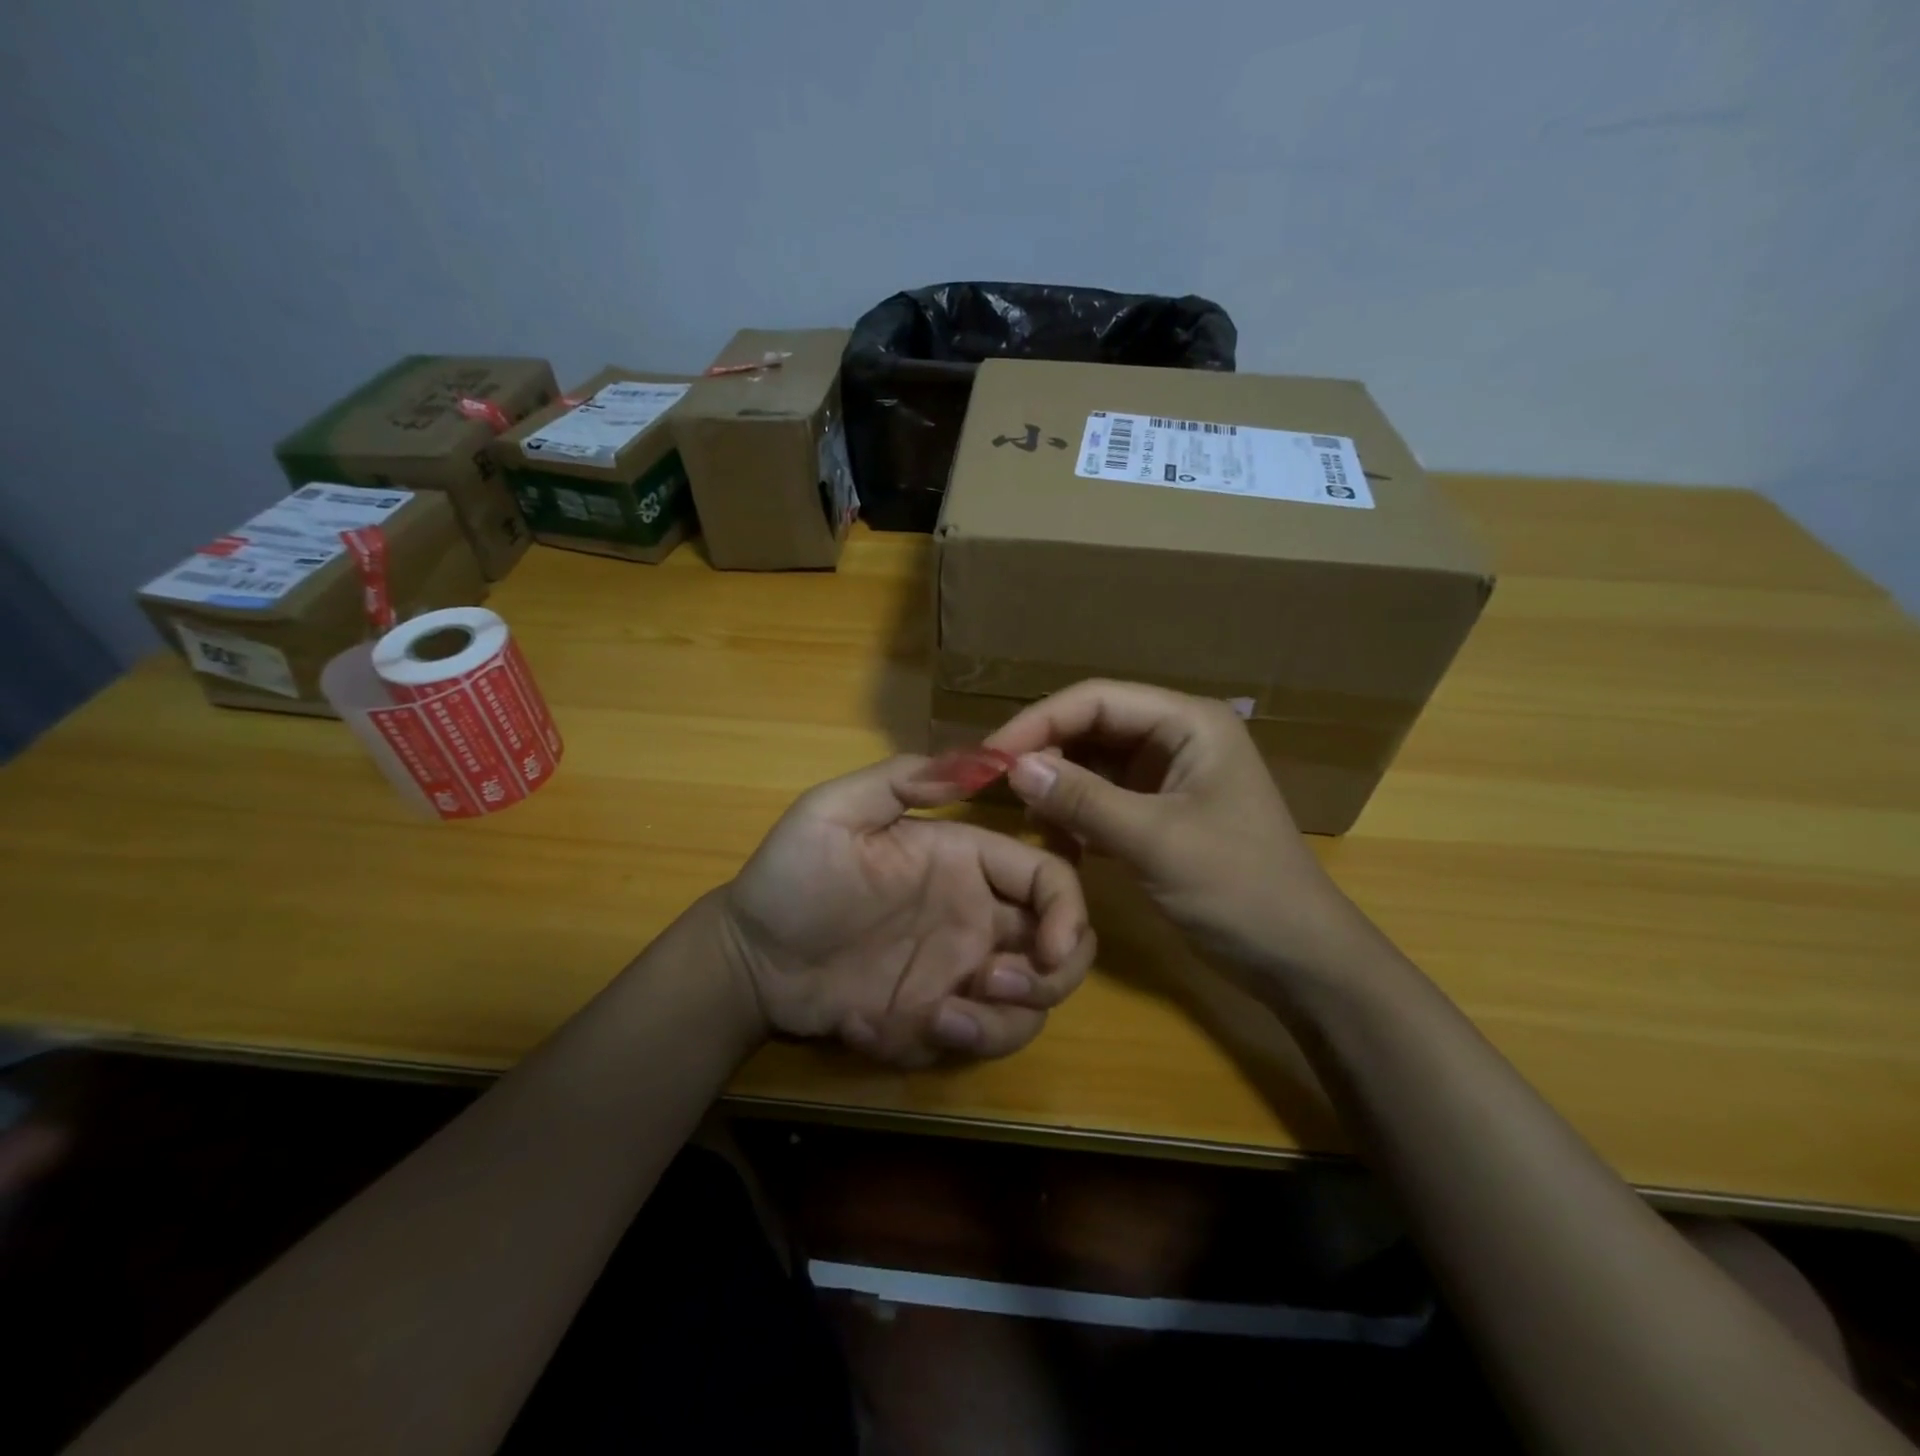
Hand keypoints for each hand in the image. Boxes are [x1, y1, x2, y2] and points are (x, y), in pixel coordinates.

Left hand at [720, 756, 1097, 1066]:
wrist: (747, 955)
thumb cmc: (791, 876)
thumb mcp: (835, 811)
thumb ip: (905, 780)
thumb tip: (987, 758)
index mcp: (965, 862)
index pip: (1049, 878)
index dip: (1068, 911)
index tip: (1049, 949)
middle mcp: (975, 917)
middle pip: (1061, 949)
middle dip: (1050, 976)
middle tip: (992, 984)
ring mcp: (957, 972)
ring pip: (1028, 1008)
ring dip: (999, 1023)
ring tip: (938, 1020)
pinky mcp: (933, 1020)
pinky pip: (972, 1041)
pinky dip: (941, 1043)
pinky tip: (869, 1023)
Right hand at [984, 680, 1368, 975]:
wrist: (1296, 957)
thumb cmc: (1239, 888)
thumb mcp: (1156, 841)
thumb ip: (1083, 801)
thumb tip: (1014, 767)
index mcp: (1187, 722)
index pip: (1096, 700)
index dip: (1039, 721)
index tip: (990, 754)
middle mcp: (1175, 737)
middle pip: (1091, 727)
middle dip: (1045, 753)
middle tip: (994, 786)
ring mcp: (1167, 776)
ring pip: (1093, 763)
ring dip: (1058, 786)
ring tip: (1027, 817)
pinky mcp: (1158, 812)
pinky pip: (1102, 798)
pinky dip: (1075, 814)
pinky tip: (1055, 837)